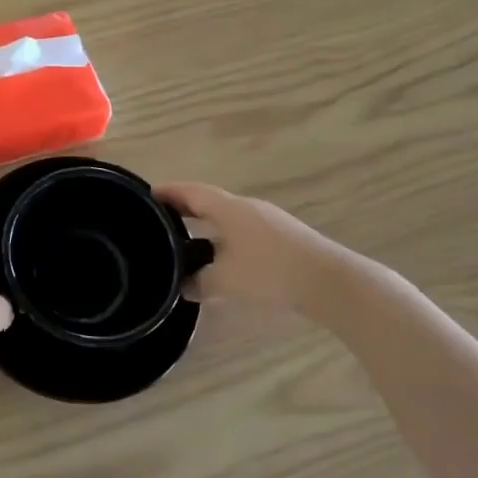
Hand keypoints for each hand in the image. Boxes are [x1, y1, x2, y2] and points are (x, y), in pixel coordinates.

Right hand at [156, 182, 373, 315]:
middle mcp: (247, 207)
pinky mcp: (283, 237)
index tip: (147, 195)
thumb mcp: (226, 280)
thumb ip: (199, 281)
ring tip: (188, 238)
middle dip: (184, 207)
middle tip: (161, 218)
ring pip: (227, 216)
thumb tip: (183, 286)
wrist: (330, 281)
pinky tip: (223, 256)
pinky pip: (243, 229)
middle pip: (208, 201)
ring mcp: (268, 220)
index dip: (168, 192)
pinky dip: (224, 236)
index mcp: (228, 208)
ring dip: (206, 223)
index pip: (190, 192)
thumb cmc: (270, 272)